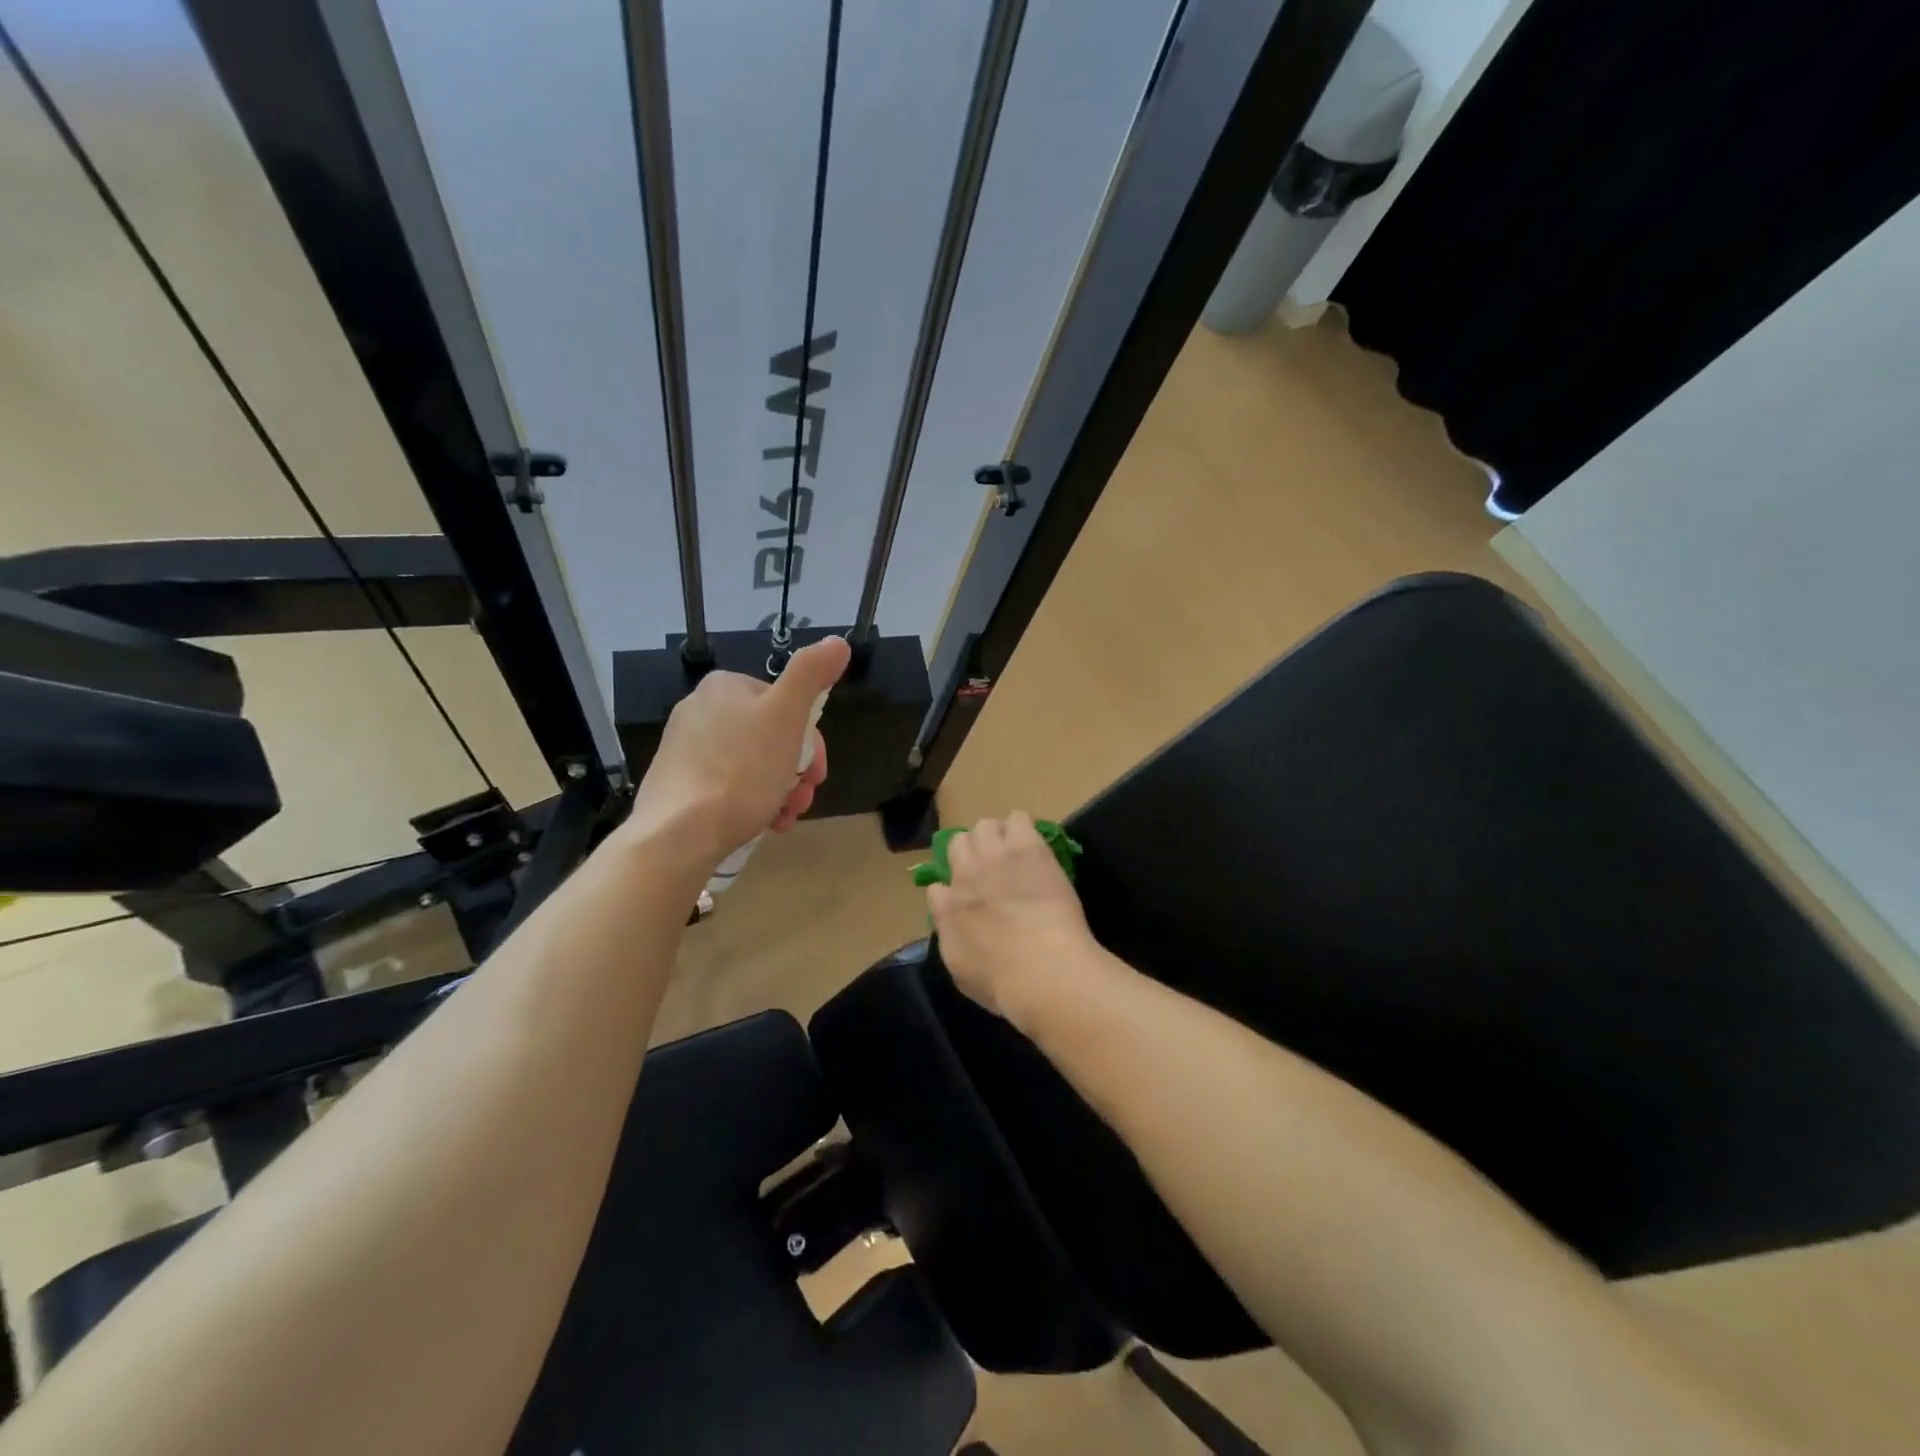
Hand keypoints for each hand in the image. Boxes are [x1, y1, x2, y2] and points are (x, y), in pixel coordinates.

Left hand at [627, 637, 850, 865]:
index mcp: (725, 687)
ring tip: (785, 817)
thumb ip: (811, 674)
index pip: (785, 704)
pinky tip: (763, 823)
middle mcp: (700, 709)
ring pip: (752, 764)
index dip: (810, 741)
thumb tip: (837, 642)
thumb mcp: (786, 716)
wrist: (679, 834)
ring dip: (780, 790)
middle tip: (803, 799)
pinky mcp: (677, 783)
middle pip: (770, 737)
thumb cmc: (741, 771)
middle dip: (795, 770)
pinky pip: (727, 786)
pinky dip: (752, 802)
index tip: (816, 773)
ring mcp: (684, 748)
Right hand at [926, 812, 1110, 1024]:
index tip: (965, 903)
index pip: (936, 888)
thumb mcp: (962, 973)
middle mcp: (964, 876)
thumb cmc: (1003, 984)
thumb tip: (949, 922)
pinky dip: (1023, 829)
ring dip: (996, 837)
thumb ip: (952, 939)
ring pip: (984, 825)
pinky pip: (1018, 818)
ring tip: (1013, 853)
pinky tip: (1034, 845)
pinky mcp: (1027, 847)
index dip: (951, 893)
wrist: (1041, 968)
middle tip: (991, 871)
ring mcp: (995, 857)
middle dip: (971, 854)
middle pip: (956, 844)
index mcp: (947, 909)